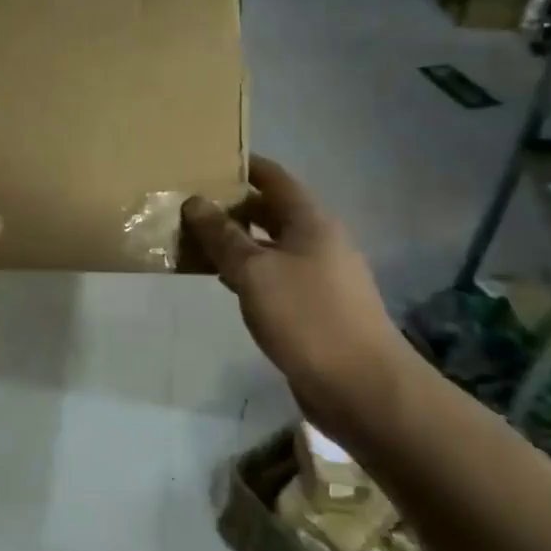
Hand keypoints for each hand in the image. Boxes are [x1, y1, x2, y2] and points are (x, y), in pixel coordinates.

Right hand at [182, 157, 408, 440]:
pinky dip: (247, 271)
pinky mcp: (313, 307)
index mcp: (310, 221)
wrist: (362, 388)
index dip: (242, 166)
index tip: (206, 162)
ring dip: (235, 241)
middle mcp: (318, 241)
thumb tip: (195, 202)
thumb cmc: (307, 318)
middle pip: (270, 210)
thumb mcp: (255, 271)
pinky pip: (273, 275)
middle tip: (188, 205)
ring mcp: (318, 275)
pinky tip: (222, 281)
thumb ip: (223, 236)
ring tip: (194, 240)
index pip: (273, 178)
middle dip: (231, 205)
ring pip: (269, 245)